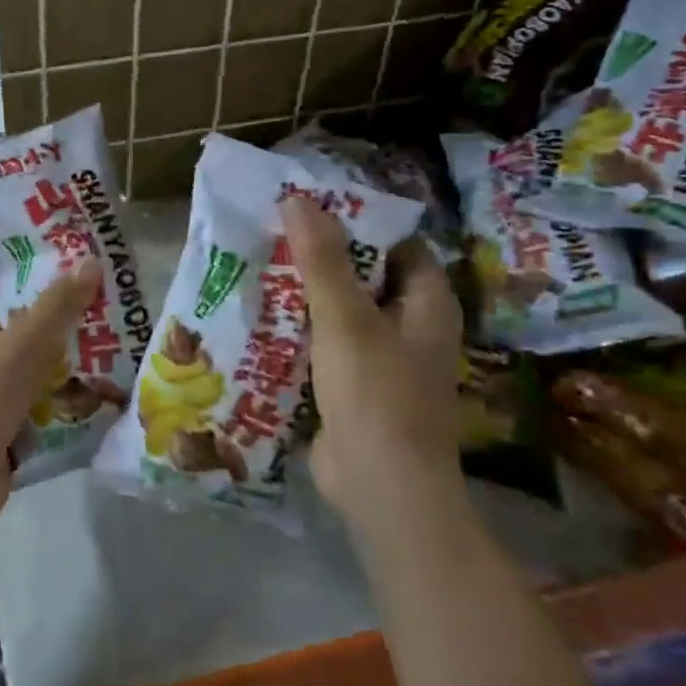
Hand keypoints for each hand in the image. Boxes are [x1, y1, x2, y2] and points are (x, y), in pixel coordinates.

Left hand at [0, 263, 102, 530]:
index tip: (66, 250)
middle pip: (18, 312)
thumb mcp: (23, 344)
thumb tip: (90, 261)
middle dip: (58, 306)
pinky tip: (100, 382)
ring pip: (31, 353)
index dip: (24, 258)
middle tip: (104, 292)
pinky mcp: (0, 413)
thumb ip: (58, 304)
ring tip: (113, 333)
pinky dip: (61, 387)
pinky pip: (36, 390)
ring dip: (65, 349)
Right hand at [280, 198, 464, 522]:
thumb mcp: (346, 319)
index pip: (396, 244)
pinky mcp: (356, 386)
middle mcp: (411, 326)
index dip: (357, 223)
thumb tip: (298, 199)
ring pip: (342, 312)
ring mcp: (384, 359)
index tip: (309, 208)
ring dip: (306, 295)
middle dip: (322, 258)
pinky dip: (301, 331)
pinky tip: (262, 318)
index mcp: (426, 303)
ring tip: (259, 267)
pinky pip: (327, 344)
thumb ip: (322, 260)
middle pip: (365, 276)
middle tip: (273, 234)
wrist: (382, 486)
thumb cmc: (375, 393)